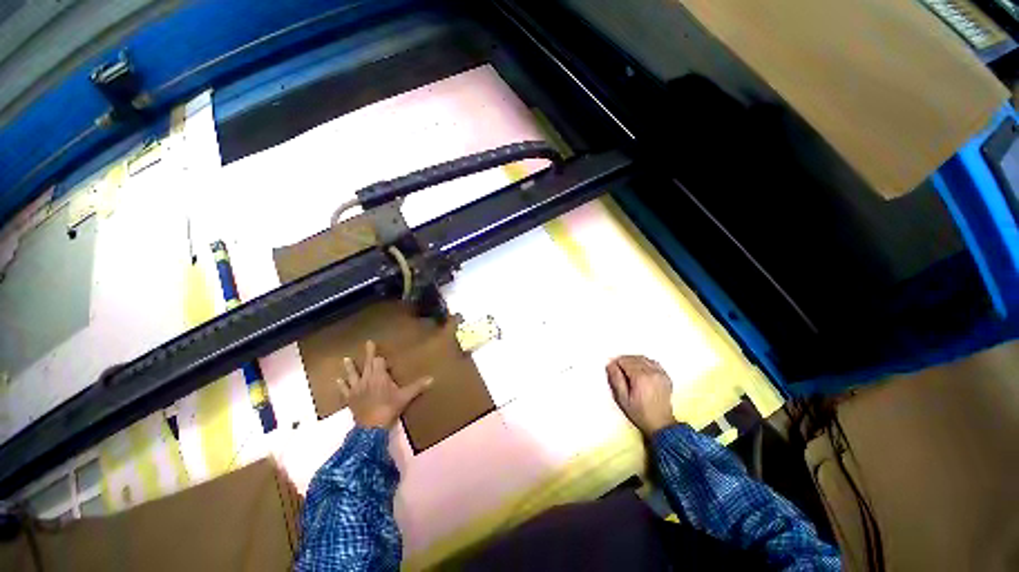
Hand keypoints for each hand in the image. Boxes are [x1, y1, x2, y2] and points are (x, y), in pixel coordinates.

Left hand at [339, 341, 432, 428]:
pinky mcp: (350, 398)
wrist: (371, 427)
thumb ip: (418, 386)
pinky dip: (341, 385)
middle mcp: (367, 378)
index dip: (381, 358)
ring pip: (353, 374)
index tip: (383, 355)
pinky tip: (338, 380)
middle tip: (368, 343)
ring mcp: (357, 388)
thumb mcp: (405, 396)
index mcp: (379, 375)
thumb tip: (432, 378)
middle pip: (368, 363)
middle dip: (369, 353)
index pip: (379, 361)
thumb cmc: (389, 408)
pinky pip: (345, 390)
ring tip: (345, 359)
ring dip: (350, 366)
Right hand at [606, 355, 676, 435]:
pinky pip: (653, 363)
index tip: (614, 371)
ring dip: (634, 361)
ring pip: (643, 358)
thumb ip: (616, 379)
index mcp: (640, 377)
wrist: (661, 424)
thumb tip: (610, 364)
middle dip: (624, 362)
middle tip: (620, 372)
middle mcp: (652, 372)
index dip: (616, 365)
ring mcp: (660, 373)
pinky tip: (641, 371)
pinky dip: (645, 363)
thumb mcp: (622, 399)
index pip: (624, 361)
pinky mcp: (666, 376)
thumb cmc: (639, 413)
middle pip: (633, 358)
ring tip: (629, 371)